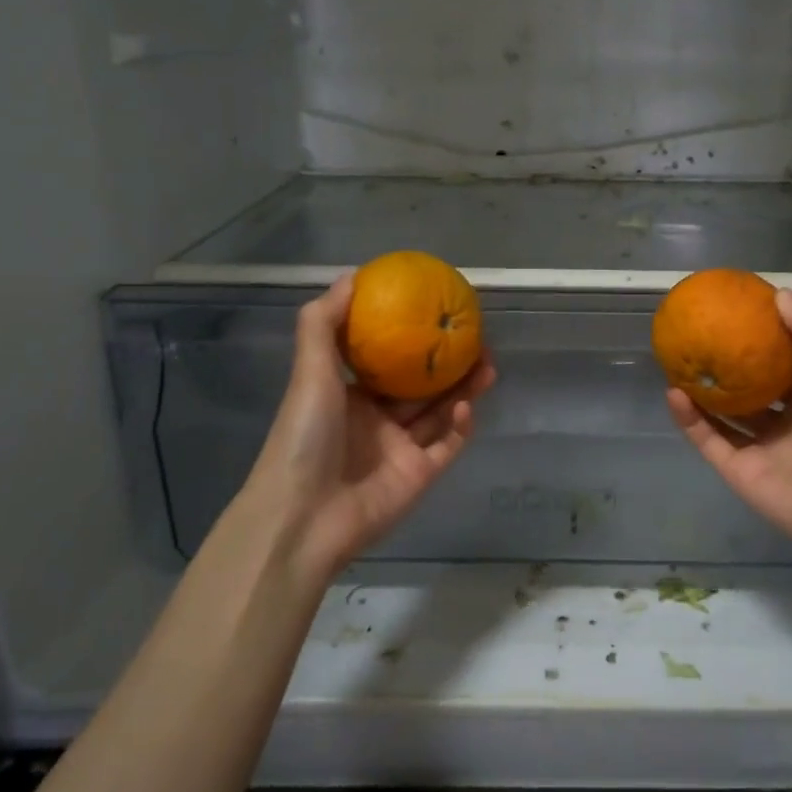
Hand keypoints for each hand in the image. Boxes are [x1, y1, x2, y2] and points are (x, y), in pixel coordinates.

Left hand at [217, 274, 496, 585]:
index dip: (412, 340)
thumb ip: (323, 323)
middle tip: (475, 338)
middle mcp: (377, 421)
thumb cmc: (305, 435)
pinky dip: (460, 425)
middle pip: (422, 387)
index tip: (435, 314)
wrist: (303, 515)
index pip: (388, 363)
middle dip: (449, 363)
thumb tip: (351, 276)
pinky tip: (467, 406)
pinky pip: (447, 445)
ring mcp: (400, 450)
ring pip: (440, 413)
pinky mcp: (420, 476)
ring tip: (487, 364)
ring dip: (464, 389)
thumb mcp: (309, 371)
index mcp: (350, 397)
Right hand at [667, 289, 791, 564]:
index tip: (737, 316)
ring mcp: (760, 450)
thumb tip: (781, 294)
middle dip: (725, 368)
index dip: (762, 344)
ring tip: (675, 361)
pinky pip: (709, 440)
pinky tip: (673, 392)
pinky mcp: (740, 473)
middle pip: (747, 391)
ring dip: (700, 392)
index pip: (782, 369)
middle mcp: (785, 424)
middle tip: (698, 337)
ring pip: (722, 416)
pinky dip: (690, 419)